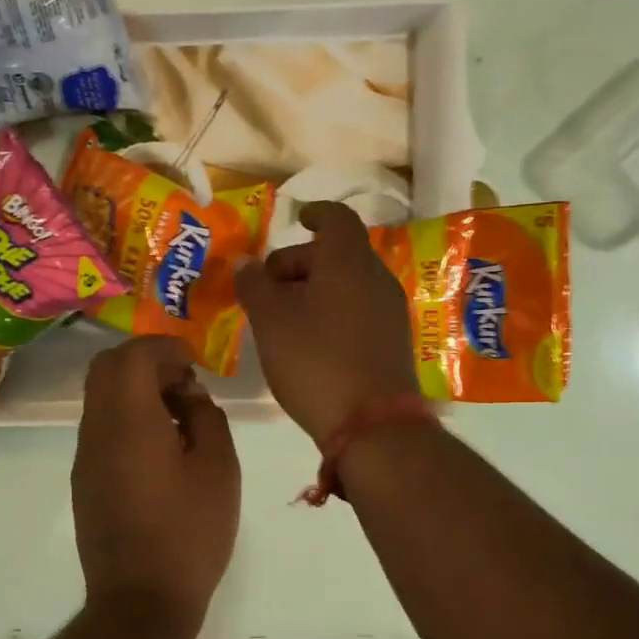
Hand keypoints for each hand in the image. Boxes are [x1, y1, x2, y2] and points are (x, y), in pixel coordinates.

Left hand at [72, 336, 240, 632]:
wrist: (140, 601)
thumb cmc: (189, 532)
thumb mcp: (218, 468)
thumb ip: (206, 417)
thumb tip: (189, 395)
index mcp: (128, 420)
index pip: (133, 355)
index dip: (165, 347)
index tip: (195, 362)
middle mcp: (96, 430)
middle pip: (106, 368)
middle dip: (146, 362)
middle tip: (184, 384)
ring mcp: (85, 457)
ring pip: (101, 398)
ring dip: (136, 391)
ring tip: (179, 417)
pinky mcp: (85, 481)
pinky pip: (102, 428)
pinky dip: (128, 418)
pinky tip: (161, 449)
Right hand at [236, 202, 419, 441]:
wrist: (373, 425)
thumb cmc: (316, 362)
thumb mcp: (271, 322)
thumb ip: (254, 286)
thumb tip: (244, 261)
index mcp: (349, 262)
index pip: (337, 218)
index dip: (315, 213)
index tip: (297, 219)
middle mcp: (376, 278)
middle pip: (339, 253)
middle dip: (300, 262)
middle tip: (267, 287)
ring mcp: (390, 312)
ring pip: (349, 284)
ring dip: (315, 290)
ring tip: (283, 318)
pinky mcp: (393, 342)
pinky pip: (359, 310)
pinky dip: (333, 311)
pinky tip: (310, 341)